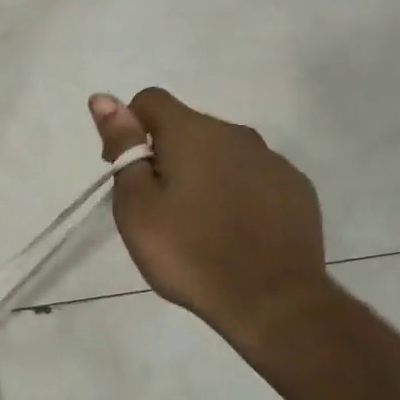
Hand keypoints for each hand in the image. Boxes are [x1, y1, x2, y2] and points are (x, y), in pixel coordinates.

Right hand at [88, 89, 329, 345]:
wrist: (271, 301)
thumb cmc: (187, 251)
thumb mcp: (136, 203)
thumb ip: (122, 146)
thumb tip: (103, 98)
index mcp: (192, 132)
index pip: (150, 101)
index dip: (129, 128)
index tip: (127, 170)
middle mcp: (236, 134)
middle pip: (186, 127)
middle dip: (164, 154)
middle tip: (155, 207)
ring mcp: (272, 161)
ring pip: (221, 153)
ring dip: (201, 173)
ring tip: (194, 224)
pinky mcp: (296, 189)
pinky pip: (252, 176)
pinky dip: (234, 192)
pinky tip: (230, 231)